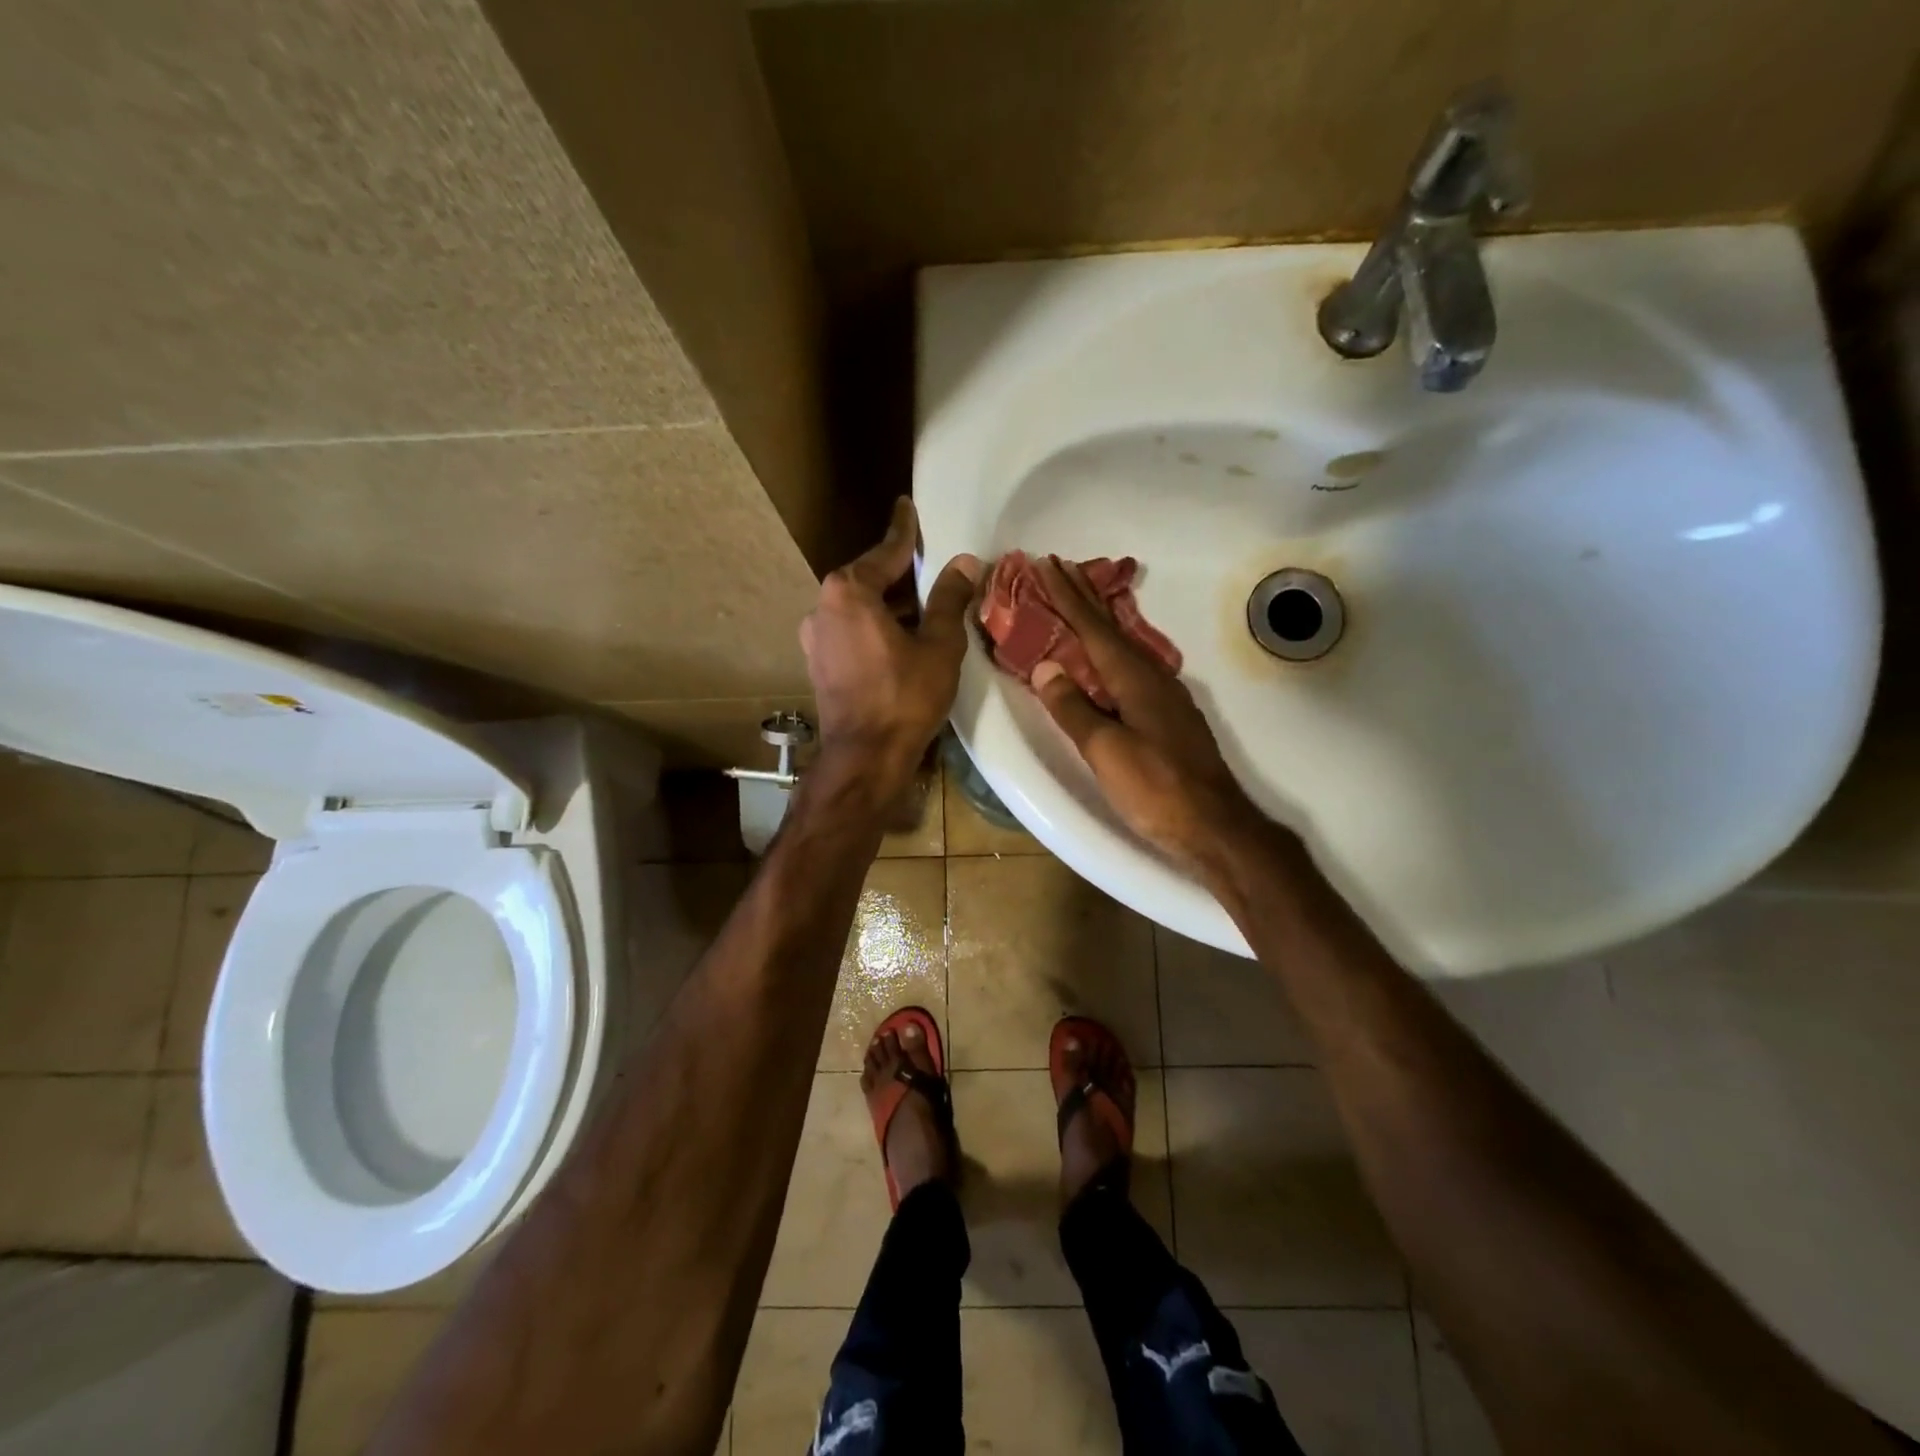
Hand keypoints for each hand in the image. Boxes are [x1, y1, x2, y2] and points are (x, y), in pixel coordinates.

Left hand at [799, 498, 980, 800]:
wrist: (865, 757)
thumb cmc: (904, 697)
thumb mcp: (938, 644)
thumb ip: (950, 599)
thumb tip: (965, 562)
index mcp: (849, 592)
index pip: (885, 551)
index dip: (904, 531)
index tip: (906, 506)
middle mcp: (823, 607)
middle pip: (868, 579)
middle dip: (899, 573)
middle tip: (929, 565)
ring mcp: (816, 638)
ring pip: (858, 608)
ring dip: (888, 604)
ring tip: (924, 607)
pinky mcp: (819, 665)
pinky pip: (851, 631)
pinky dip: (875, 627)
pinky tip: (900, 639)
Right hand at [1029, 556, 1266, 875]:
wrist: (1214, 825)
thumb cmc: (1156, 788)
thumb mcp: (1106, 750)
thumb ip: (1073, 709)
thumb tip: (1046, 668)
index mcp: (1134, 678)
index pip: (1093, 627)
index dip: (1067, 596)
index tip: (1046, 564)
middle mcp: (1152, 676)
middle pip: (1111, 628)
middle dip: (1083, 596)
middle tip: (1060, 566)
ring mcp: (1164, 695)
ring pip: (1123, 645)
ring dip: (1097, 620)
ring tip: (1077, 603)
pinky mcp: (1168, 715)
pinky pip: (1130, 666)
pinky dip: (1109, 650)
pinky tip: (1106, 658)